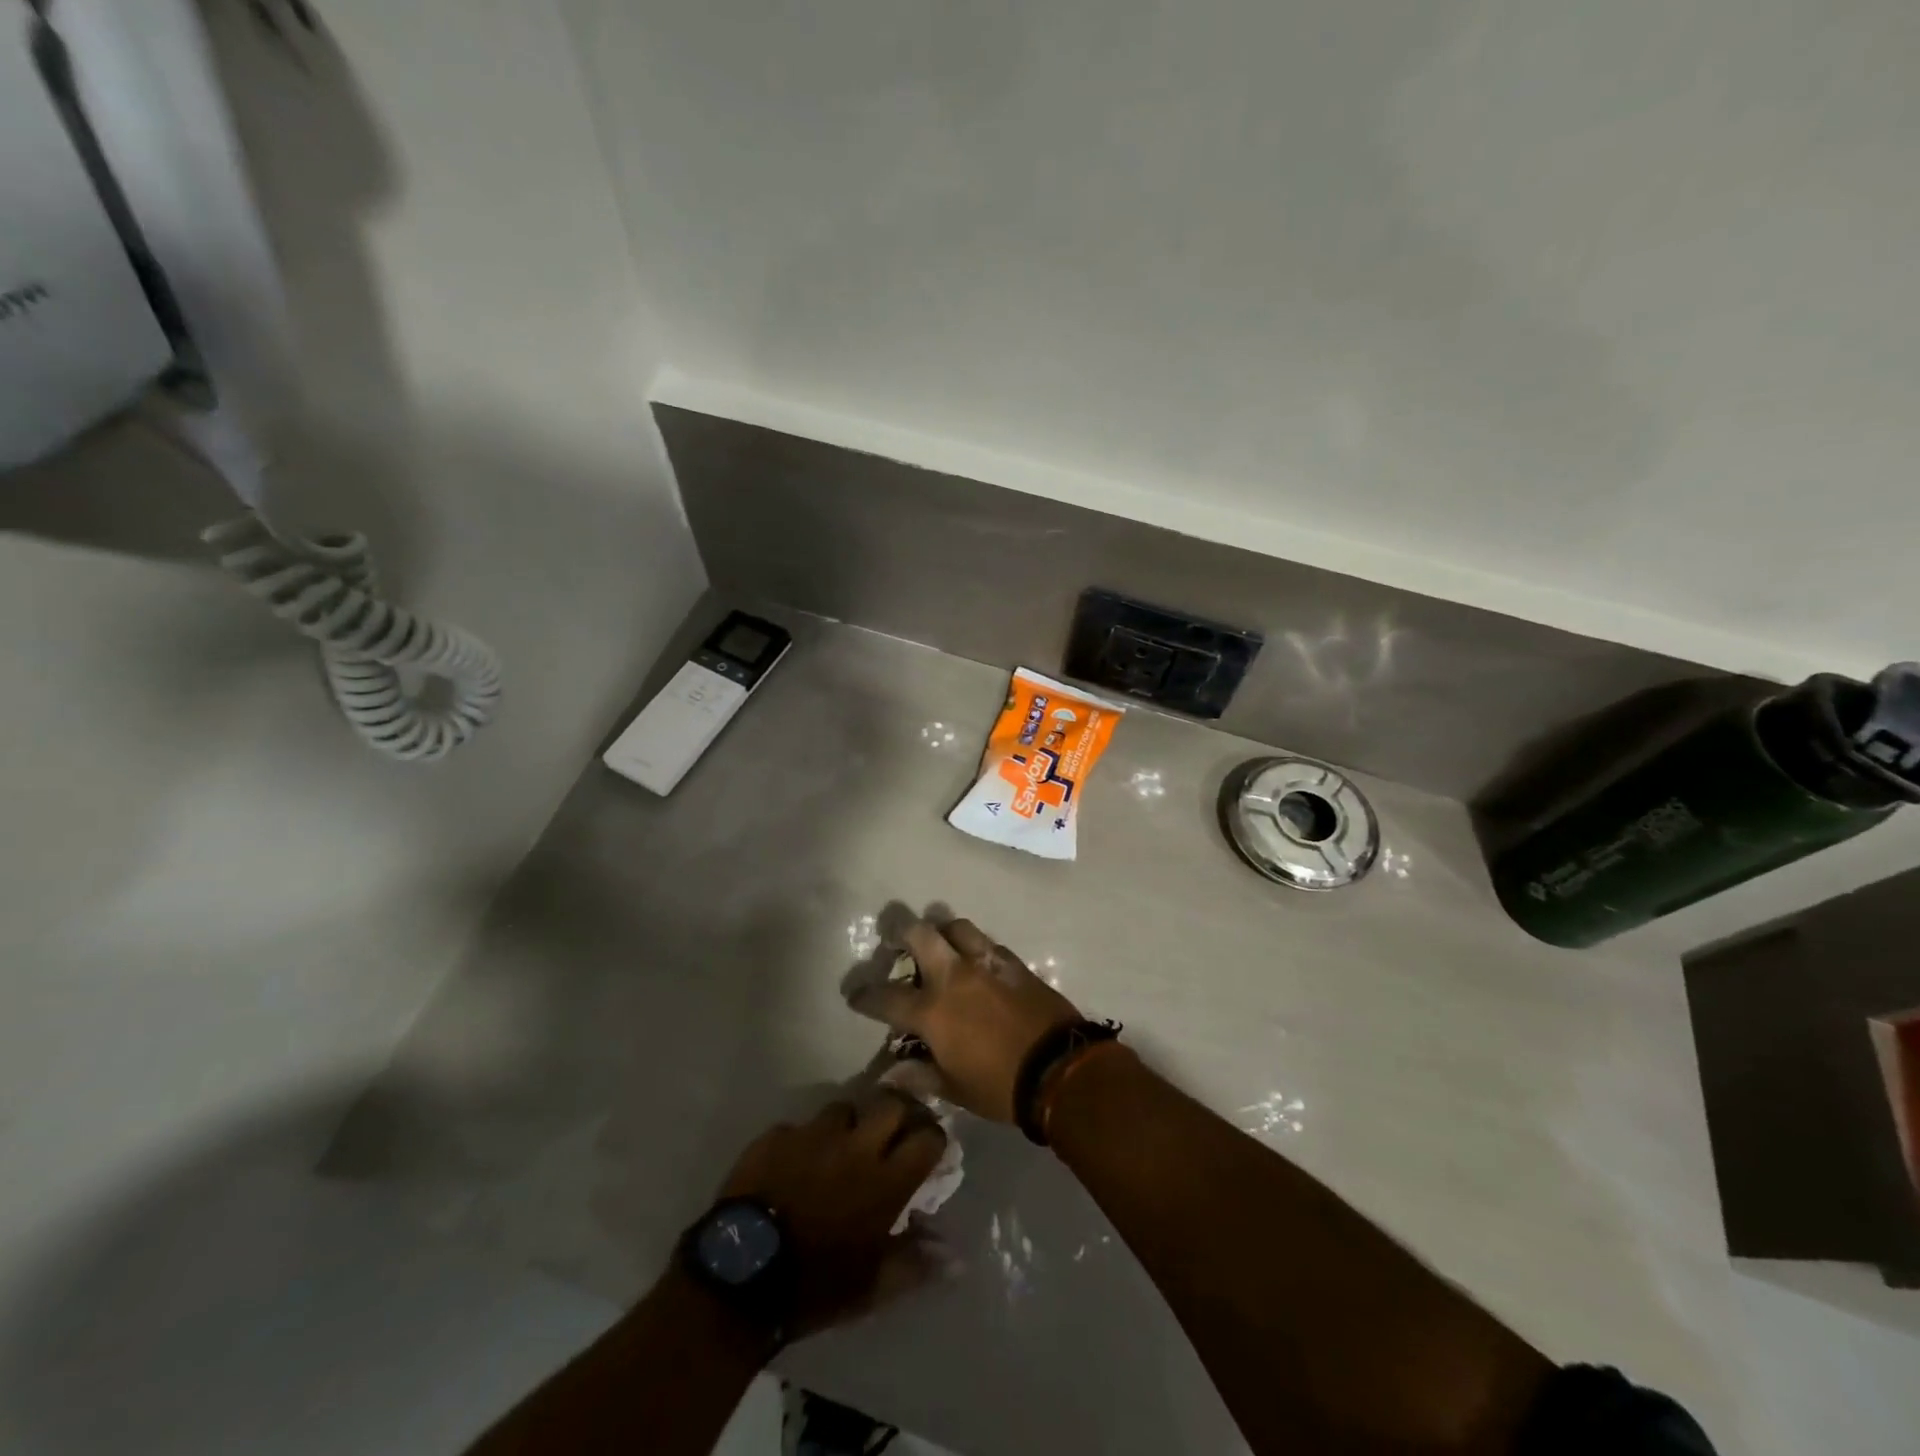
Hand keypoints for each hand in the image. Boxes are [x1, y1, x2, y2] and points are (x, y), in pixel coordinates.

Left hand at [716, 1089, 948, 1338]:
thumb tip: (954, 1256)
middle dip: (897, 1113)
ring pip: (844, 1108)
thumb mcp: (871, 1288)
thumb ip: (915, 1264)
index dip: (932, 1139)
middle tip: (891, 1134)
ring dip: (848, 1125)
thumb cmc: (815, 1287)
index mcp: (886, 1180)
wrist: (740, 1276)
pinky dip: (803, 1142)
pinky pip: (799, 1128)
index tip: (928, 1150)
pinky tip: (794, 1165)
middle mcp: (856, 1145)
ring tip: (838, 1149)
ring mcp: (814, 1134)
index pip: (928, 1137)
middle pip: (891, 1103)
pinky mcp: (777, 1135)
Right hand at [851, 916, 1081, 1122]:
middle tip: (895, 942)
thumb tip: (889, 1073)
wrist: (1059, 1068)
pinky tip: (975, 961)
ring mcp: (985, 963)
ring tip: (939, 945)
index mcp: (932, 1010)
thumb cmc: (1000, 1086)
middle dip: (900, 932)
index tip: (855, 995)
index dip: (865, 995)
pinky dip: (974, 946)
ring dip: (942, 932)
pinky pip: (986, 942)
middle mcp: (953, 976)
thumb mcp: (954, 1089)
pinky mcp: (1012, 962)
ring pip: (956, 926)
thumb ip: (919, 1074)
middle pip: (919, 933)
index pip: (886, 997)